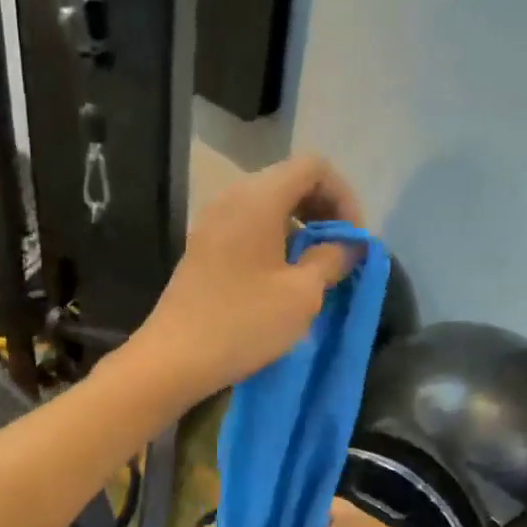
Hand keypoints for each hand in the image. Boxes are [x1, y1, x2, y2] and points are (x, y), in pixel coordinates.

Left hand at [128, 155, 364, 402]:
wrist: (174, 359)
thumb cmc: (243, 323)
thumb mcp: (302, 294)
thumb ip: (331, 259)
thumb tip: (347, 245)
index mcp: (258, 197)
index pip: (314, 167)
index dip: (344, 197)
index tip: (353, 240)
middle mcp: (231, 198)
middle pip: (289, 182)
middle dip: (323, 212)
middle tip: (339, 253)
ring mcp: (211, 223)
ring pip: (268, 207)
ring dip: (299, 230)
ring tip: (314, 270)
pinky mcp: (201, 250)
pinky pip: (247, 229)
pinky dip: (273, 243)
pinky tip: (281, 280)